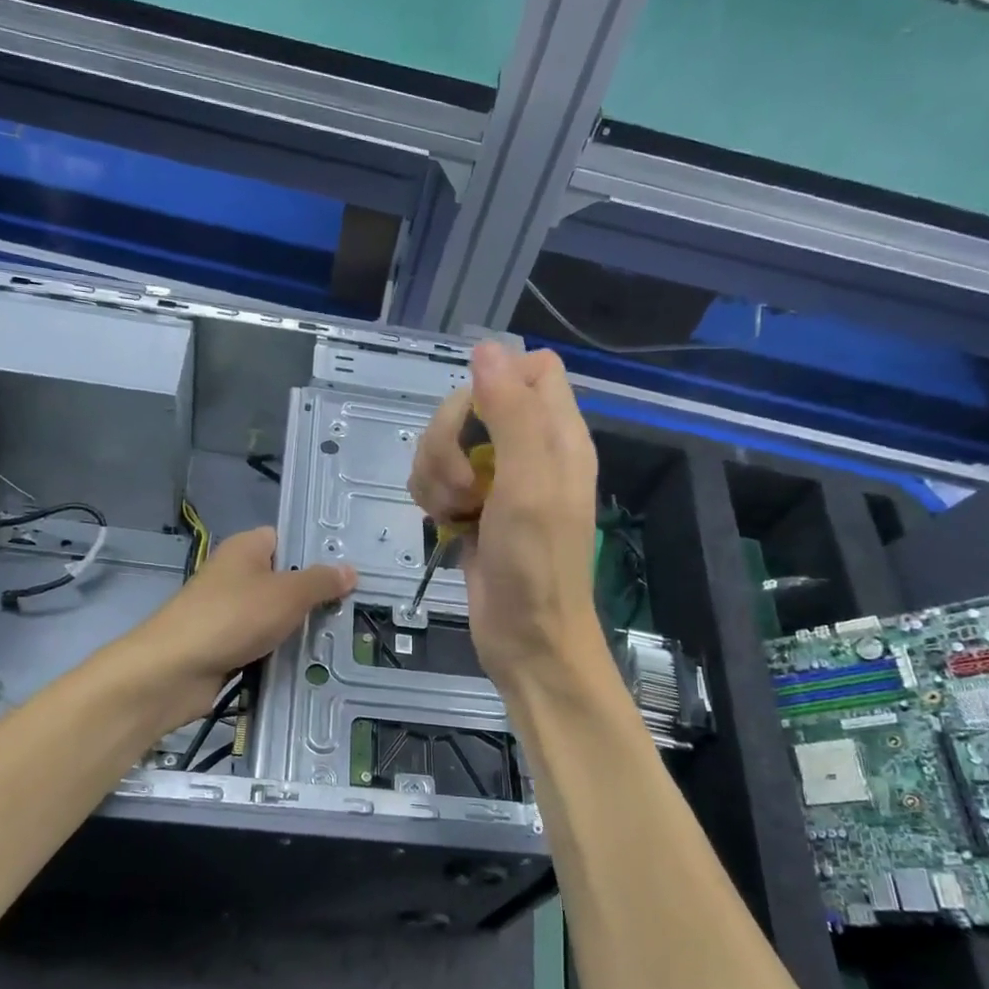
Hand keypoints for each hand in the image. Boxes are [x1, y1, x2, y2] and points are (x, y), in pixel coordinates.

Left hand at [132, 526, 354, 719]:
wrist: (175, 670)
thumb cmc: (233, 617)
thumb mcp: (287, 594)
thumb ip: (321, 581)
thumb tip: (349, 570)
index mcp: (246, 548)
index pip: (287, 539)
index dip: (315, 553)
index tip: (349, 571)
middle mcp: (235, 574)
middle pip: (284, 580)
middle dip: (314, 597)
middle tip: (353, 609)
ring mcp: (228, 611)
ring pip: (274, 616)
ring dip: (298, 629)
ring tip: (340, 638)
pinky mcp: (224, 645)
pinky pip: (262, 643)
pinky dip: (280, 652)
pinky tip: (310, 664)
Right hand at [409, 344, 601, 690]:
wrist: (525, 640)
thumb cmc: (536, 566)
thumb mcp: (528, 484)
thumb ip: (510, 413)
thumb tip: (487, 348)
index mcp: (558, 435)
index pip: (533, 368)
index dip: (498, 381)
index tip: (477, 419)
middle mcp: (529, 449)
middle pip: (472, 402)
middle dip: (450, 439)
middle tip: (462, 485)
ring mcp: (496, 479)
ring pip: (444, 440)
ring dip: (434, 472)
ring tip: (454, 511)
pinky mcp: (469, 506)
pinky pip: (433, 476)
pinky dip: (430, 496)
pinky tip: (444, 524)